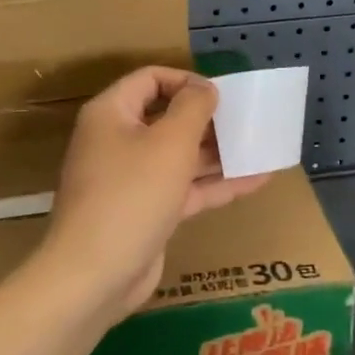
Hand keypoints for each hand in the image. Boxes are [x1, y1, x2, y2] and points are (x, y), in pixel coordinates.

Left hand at [41, 66, 271, 318]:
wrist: (94, 275)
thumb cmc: (132, 194)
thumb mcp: (170, 142)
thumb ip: (193, 108)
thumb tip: (205, 88)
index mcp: (112, 113)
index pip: (150, 79)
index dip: (186, 80)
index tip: (221, 95)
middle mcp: (118, 141)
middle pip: (167, 118)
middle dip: (208, 119)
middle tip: (247, 121)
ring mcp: (132, 179)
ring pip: (179, 156)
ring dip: (218, 153)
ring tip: (259, 147)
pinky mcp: (146, 212)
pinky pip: (184, 189)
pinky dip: (215, 185)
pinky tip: (256, 181)